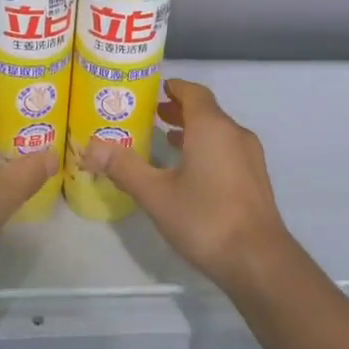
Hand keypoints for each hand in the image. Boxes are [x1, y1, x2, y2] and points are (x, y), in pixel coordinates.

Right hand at [86, 79, 290, 289]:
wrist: (258, 260)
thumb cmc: (205, 218)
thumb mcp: (156, 194)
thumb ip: (124, 167)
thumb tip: (91, 146)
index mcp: (212, 127)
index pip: (194, 92)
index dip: (174, 87)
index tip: (153, 90)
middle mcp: (234, 133)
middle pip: (206, 110)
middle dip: (179, 109)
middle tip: (151, 115)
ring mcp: (249, 156)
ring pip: (218, 131)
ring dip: (193, 130)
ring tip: (166, 139)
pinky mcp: (255, 178)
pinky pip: (227, 149)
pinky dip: (207, 148)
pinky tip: (191, 171)